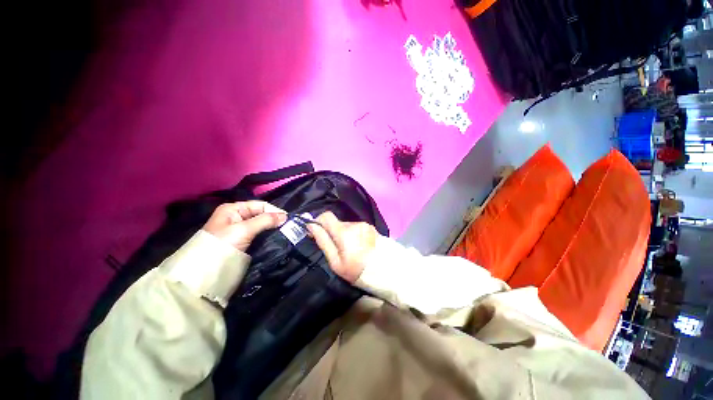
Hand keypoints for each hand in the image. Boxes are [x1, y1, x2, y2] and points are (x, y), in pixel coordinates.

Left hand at [203, 201, 286, 251]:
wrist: (206, 271)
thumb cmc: (223, 244)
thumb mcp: (244, 229)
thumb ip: (265, 220)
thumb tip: (285, 216)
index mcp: (233, 209)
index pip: (259, 205)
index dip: (274, 210)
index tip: (288, 218)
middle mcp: (237, 217)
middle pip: (261, 214)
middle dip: (274, 219)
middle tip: (288, 226)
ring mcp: (240, 229)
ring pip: (261, 224)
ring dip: (272, 227)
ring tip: (285, 231)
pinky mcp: (243, 240)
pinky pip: (259, 234)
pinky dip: (268, 234)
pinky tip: (276, 237)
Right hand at [307, 212, 377, 282]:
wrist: (385, 271)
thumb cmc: (356, 270)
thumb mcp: (335, 261)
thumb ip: (323, 241)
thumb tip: (311, 225)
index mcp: (343, 231)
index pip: (326, 216)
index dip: (319, 222)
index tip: (317, 233)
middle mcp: (354, 223)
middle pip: (337, 223)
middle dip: (333, 233)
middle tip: (337, 249)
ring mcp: (364, 224)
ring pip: (347, 226)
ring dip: (344, 234)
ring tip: (350, 249)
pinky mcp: (371, 227)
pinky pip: (357, 228)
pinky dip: (354, 235)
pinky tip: (359, 246)